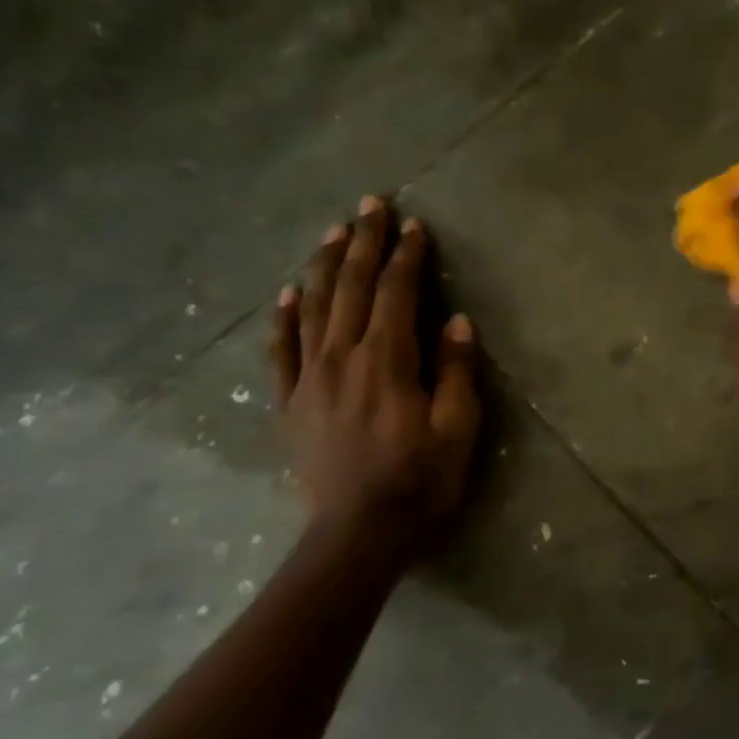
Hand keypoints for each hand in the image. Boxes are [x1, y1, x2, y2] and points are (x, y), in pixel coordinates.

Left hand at [270, 197, 480, 528]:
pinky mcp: (291, 402)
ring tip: (334, 231)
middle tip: (371, 204)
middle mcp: (341, 358)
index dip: (405, 257)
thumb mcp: (457, 428)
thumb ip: (455, 372)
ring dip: (325, 265)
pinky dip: (284, 316)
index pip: (396, 294)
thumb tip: (456, 322)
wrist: (357, 534)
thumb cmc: (419, 480)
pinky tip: (288, 292)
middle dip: (363, 243)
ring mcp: (309, 379)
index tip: (414, 226)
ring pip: (313, 308)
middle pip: (350, 288)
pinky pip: (281, 349)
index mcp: (386, 362)